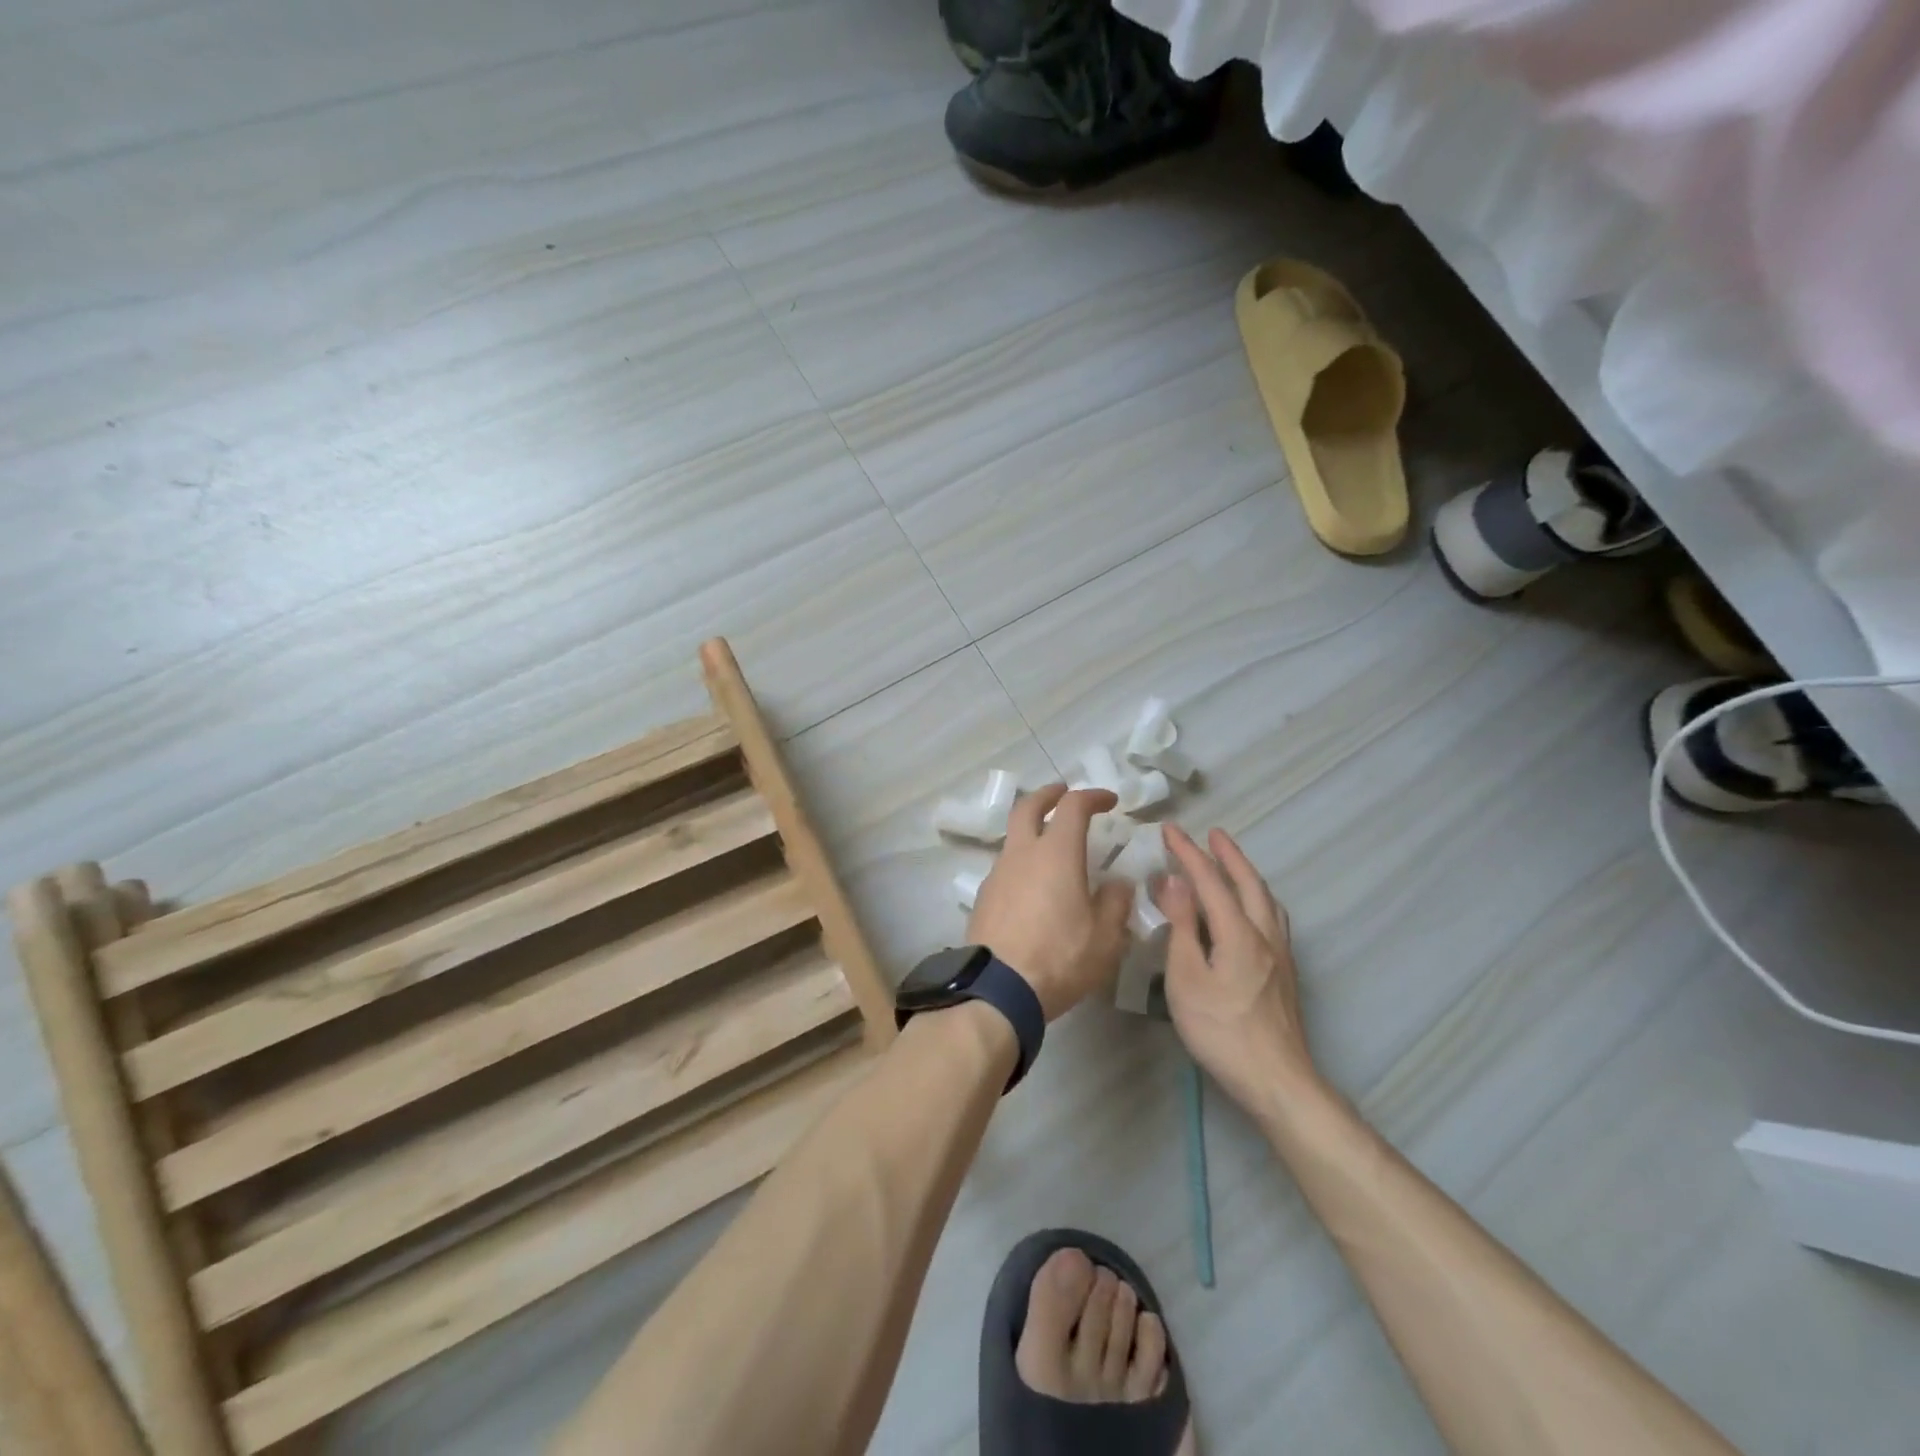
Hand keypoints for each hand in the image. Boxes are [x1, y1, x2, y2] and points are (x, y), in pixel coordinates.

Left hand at [968, 785, 1133, 1020]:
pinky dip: (1021, 861)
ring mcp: (997, 874)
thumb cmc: (1059, 958)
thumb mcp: (1105, 937)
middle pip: (1027, 807)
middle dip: (1047, 794)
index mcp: (1056, 854)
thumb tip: (1118, 884)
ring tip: (1051, 847)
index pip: (1073, 807)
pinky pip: (1005, 866)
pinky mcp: (983, 897)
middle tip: (1062, 793)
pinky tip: (1033, 886)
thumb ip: (1115, 904)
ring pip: (1013, 837)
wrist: (998, 990)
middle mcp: (1022, 854)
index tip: (1109, 801)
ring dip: (1032, 830)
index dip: (1092, 797)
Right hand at [1155, 825, 1319, 1117]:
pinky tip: (1252, 912)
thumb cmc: (1221, 1031)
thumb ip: (1182, 927)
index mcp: (1239, 933)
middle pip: (1249, 884)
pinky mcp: (1284, 975)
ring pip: (1267, 901)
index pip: (1210, 881)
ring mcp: (1280, 956)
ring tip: (1233, 865)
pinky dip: (1258, 898)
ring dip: (1248, 875)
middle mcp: (1265, 936)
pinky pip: (1272, 918)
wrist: (1277, 1081)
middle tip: (1213, 833)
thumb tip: (1174, 881)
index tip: (1170, 829)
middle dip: (1229, 855)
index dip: (1189, 853)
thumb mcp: (1187, 978)